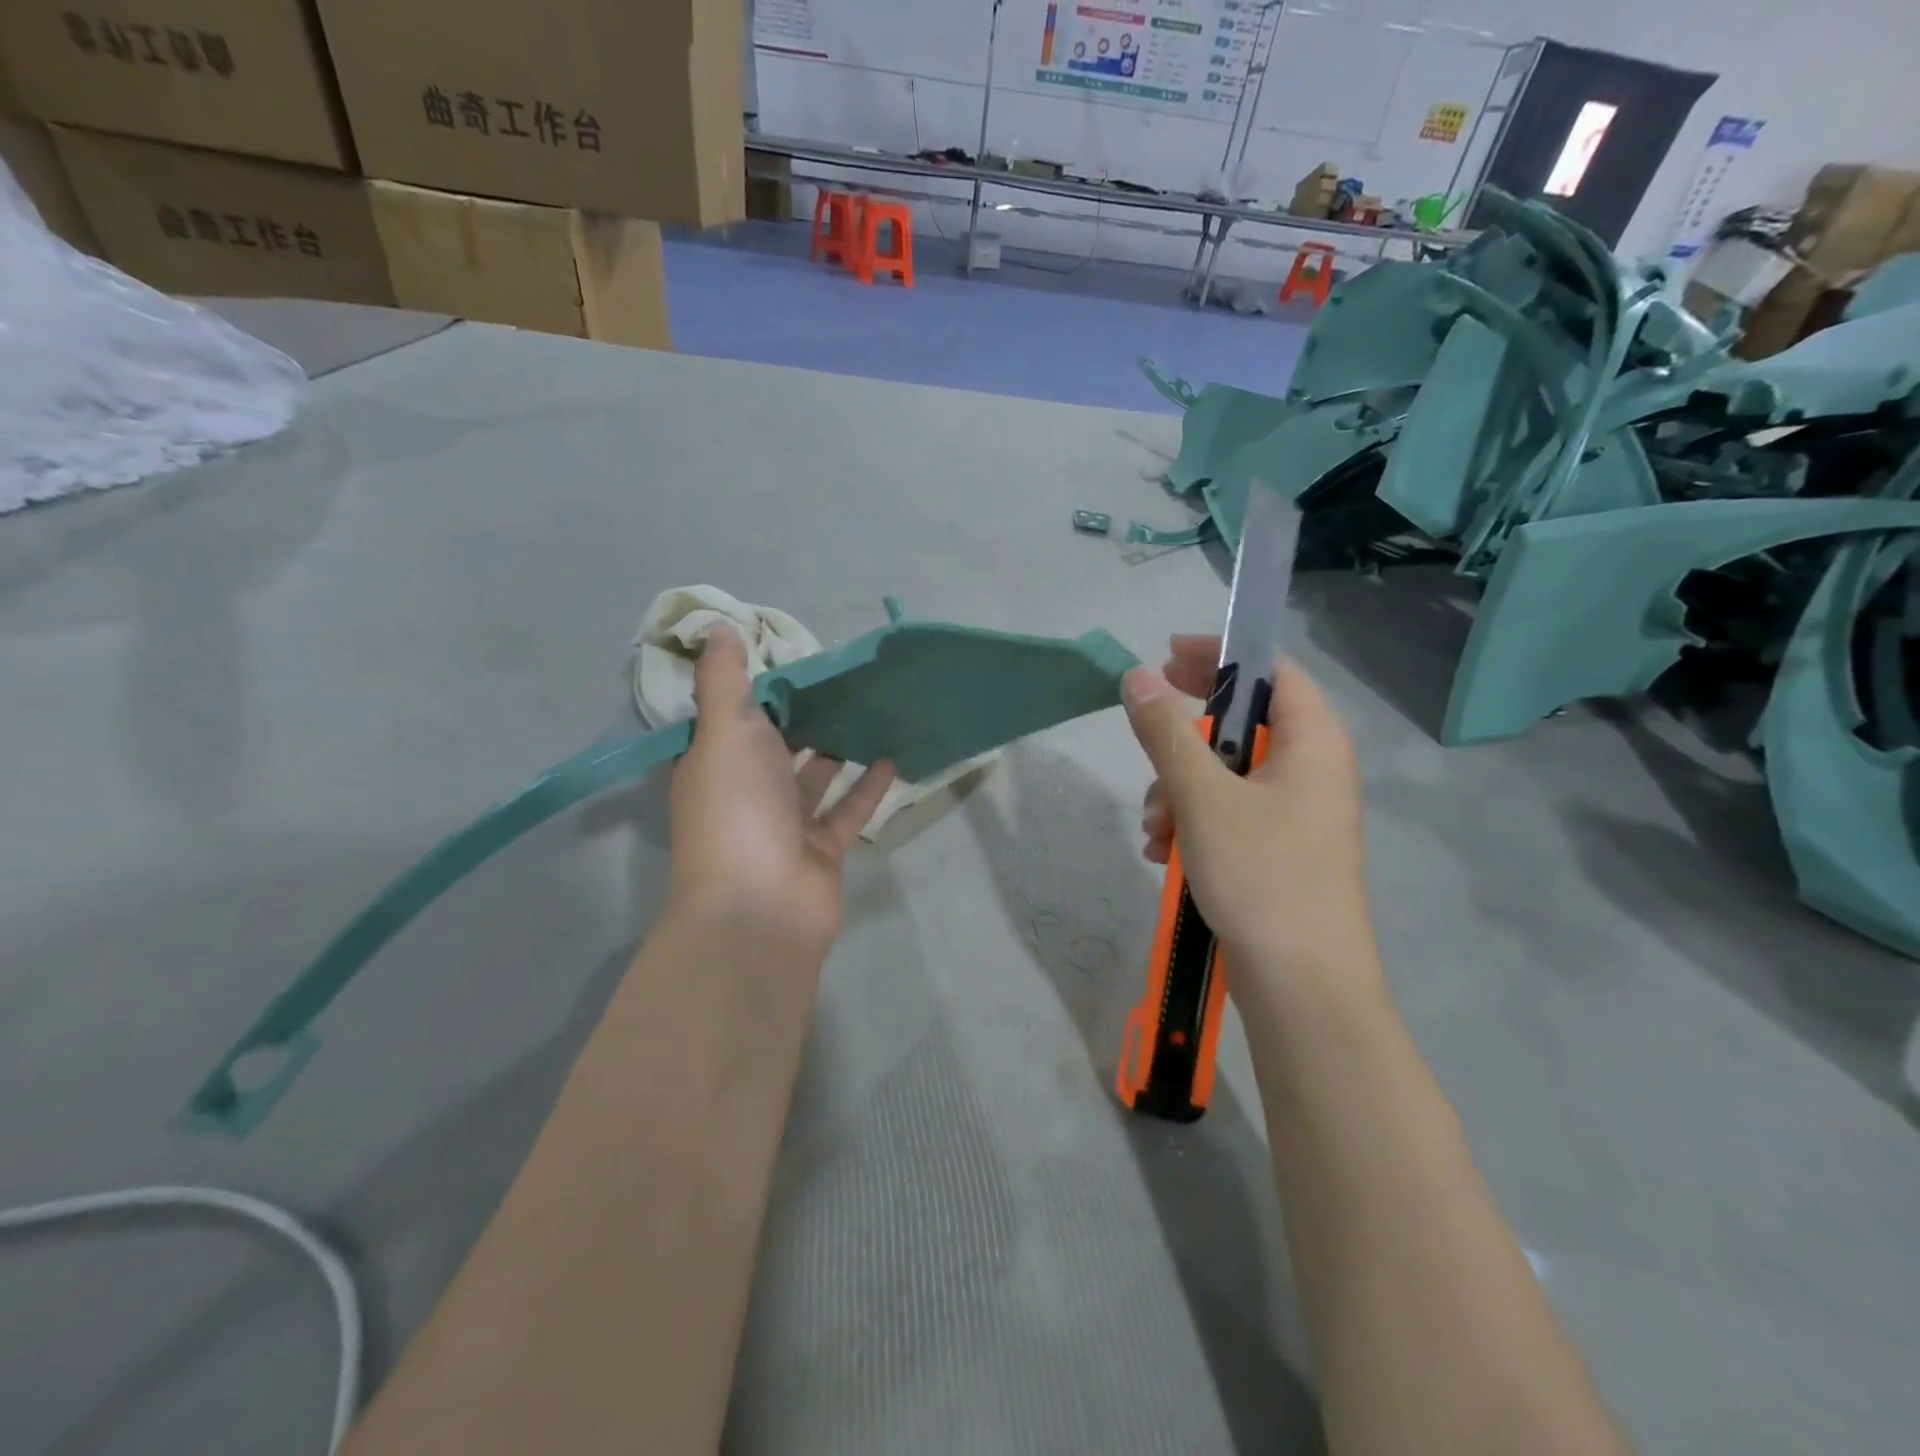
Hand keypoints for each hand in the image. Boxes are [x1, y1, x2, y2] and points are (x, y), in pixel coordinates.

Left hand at [666, 627, 895, 962]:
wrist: (761, 907)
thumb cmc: (737, 809)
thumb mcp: (724, 730)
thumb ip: (724, 680)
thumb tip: (717, 627)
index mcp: (713, 763)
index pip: (732, 717)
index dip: (758, 688)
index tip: (792, 654)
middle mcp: (746, 792)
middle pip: (778, 745)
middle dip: (805, 714)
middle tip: (843, 677)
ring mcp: (786, 824)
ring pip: (816, 777)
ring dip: (839, 747)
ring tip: (871, 708)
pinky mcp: (822, 849)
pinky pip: (848, 809)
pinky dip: (868, 785)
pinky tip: (894, 755)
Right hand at [1122, 635, 1378, 998]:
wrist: (1302, 989)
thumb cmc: (1261, 876)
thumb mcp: (1203, 797)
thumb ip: (1167, 733)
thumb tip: (1136, 676)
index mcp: (1313, 743)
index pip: (1272, 671)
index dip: (1220, 656)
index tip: (1165, 658)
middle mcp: (1311, 771)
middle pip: (1243, 724)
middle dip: (1184, 740)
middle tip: (1144, 736)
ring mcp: (1296, 816)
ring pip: (1226, 775)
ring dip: (1178, 790)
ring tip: (1154, 830)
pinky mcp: (1277, 852)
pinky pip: (1228, 815)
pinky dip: (1192, 823)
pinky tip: (1165, 854)